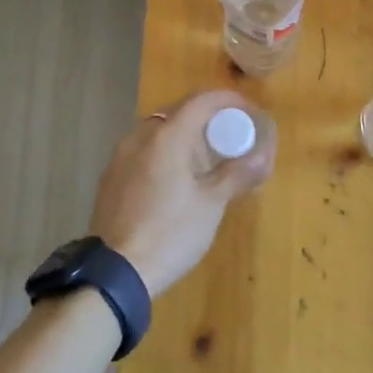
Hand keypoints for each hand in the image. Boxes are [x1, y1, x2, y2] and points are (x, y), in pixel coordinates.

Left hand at [89, 91, 273, 297]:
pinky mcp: (111, 177)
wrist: (115, 272)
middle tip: (230, 135)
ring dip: (184, 134)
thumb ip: (237, 174)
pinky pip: (143, 150)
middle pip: (178, 111)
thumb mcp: (211, 205)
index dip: (228, 100)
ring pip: (158, 131)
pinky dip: (164, 152)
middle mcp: (140, 137)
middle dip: (207, 117)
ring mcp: (120, 157)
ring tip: (205, 157)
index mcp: (166, 137)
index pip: (201, 100)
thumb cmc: (171, 234)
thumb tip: (262, 156)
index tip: (248, 111)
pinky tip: (176, 177)